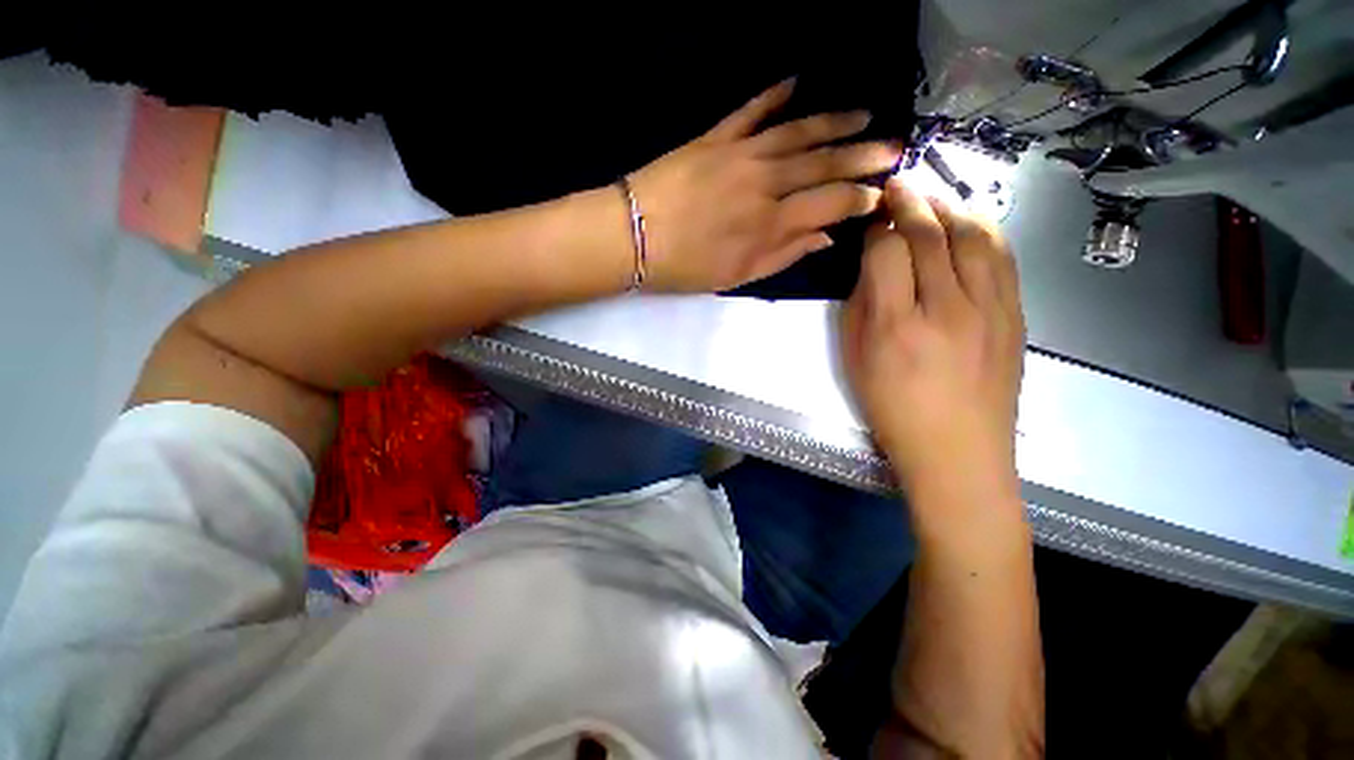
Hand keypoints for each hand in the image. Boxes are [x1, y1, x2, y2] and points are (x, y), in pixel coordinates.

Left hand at [629, 79, 900, 292]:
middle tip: (894, 145)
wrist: (633, 236)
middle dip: (864, 155)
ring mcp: (740, 155)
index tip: (882, 194)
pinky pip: (751, 110)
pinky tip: (796, 81)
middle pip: (823, 164)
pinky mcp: (715, 137)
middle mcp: (765, 184)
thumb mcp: (737, 277)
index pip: (831, 204)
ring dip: (834, 122)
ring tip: (864, 114)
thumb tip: (826, 237)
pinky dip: (775, 95)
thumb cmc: (684, 267)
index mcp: (771, 224)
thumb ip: (784, 256)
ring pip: (798, 133)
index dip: (861, 198)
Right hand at [840, 178, 1024, 500]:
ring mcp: (991, 309)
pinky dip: (984, 228)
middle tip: (897, 184)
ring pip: (975, 234)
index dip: (876, 229)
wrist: (959, 453)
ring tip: (932, 195)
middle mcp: (947, 309)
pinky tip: (969, 221)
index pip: (887, 251)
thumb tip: (871, 267)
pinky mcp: (1016, 315)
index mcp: (897, 327)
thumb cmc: (894, 411)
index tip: (868, 223)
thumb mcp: (857, 362)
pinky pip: (1002, 256)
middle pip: (931, 233)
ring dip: (950, 206)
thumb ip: (861, 308)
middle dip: (910, 201)